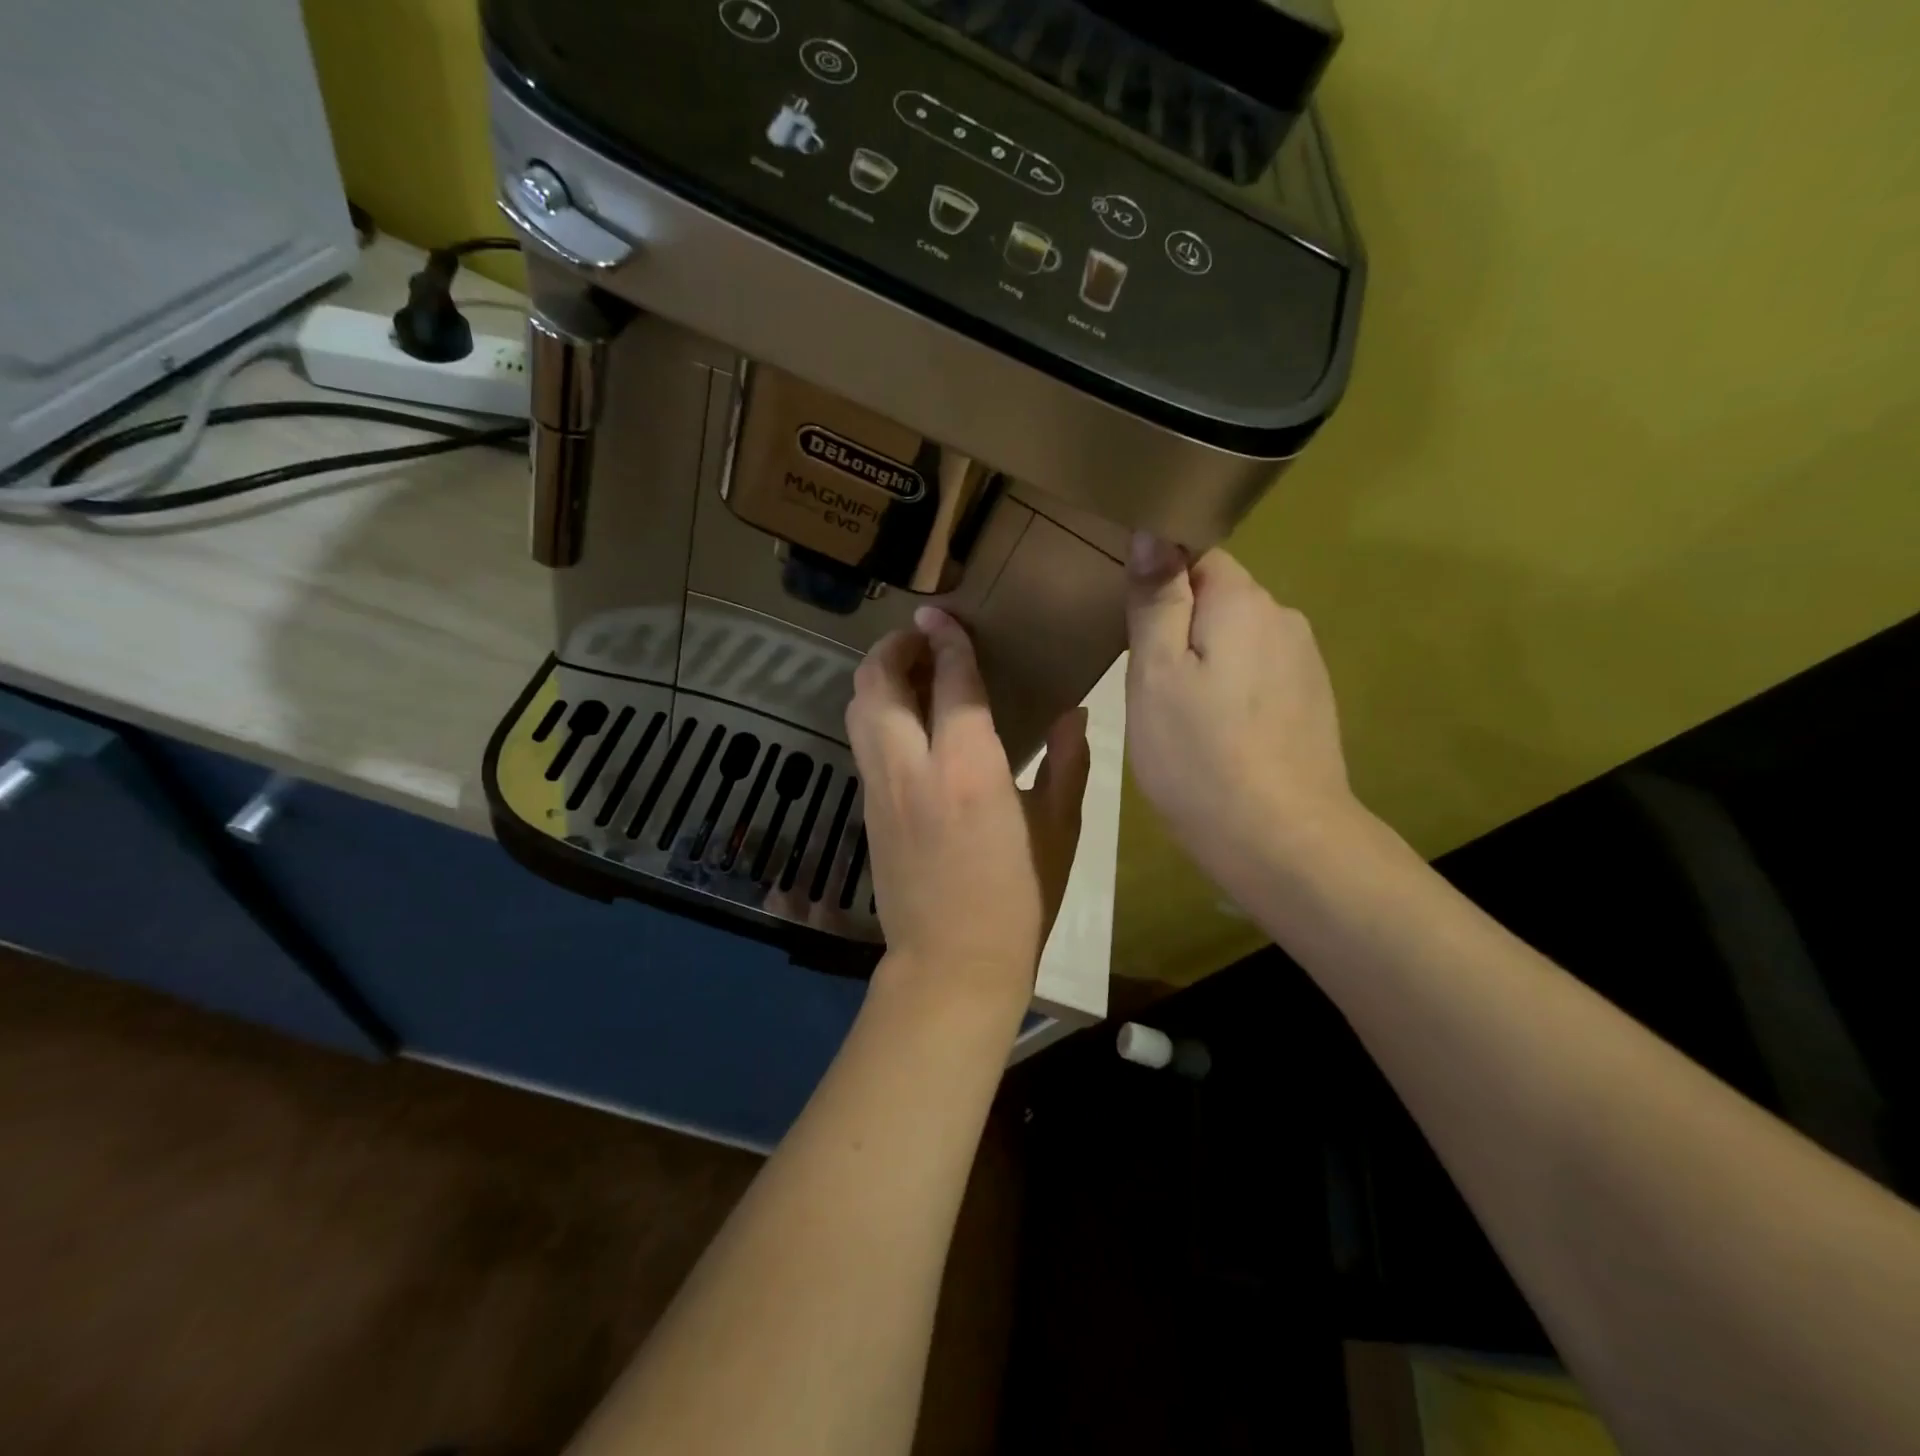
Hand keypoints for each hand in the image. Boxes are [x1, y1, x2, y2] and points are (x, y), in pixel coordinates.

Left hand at [847, 606, 1090, 1014]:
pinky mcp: (867, 809)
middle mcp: (914, 768)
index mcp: (969, 769)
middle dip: (893, 647)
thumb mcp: (1058, 832)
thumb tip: (1073, 714)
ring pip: (858, 709)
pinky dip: (874, 712)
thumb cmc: (1018, 902)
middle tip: (920, 637)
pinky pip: (862, 742)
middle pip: (879, 684)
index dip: (948, 640)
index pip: (952, 682)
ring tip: (908, 670)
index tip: (944, 614)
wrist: (951, 966)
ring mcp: (881, 789)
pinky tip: (903, 721)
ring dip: (876, 676)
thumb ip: (1067, 765)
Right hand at [1124, 534, 1360, 899]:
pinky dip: (1232, 691)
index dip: (1159, 582)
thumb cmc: (1199, 753)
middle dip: (1180, 626)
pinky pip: (1258, 675)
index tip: (1131, 625)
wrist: (1279, 838)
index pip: (1198, 556)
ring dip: (1205, 661)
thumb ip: (1156, 600)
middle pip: (1218, 600)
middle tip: (1147, 682)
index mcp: (1243, 602)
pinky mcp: (1311, 702)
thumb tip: (1152, 533)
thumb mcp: (1156, 673)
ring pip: (1237, 641)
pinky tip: (1217, 734)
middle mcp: (1283, 619)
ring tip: (1178, 713)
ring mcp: (1304, 663)